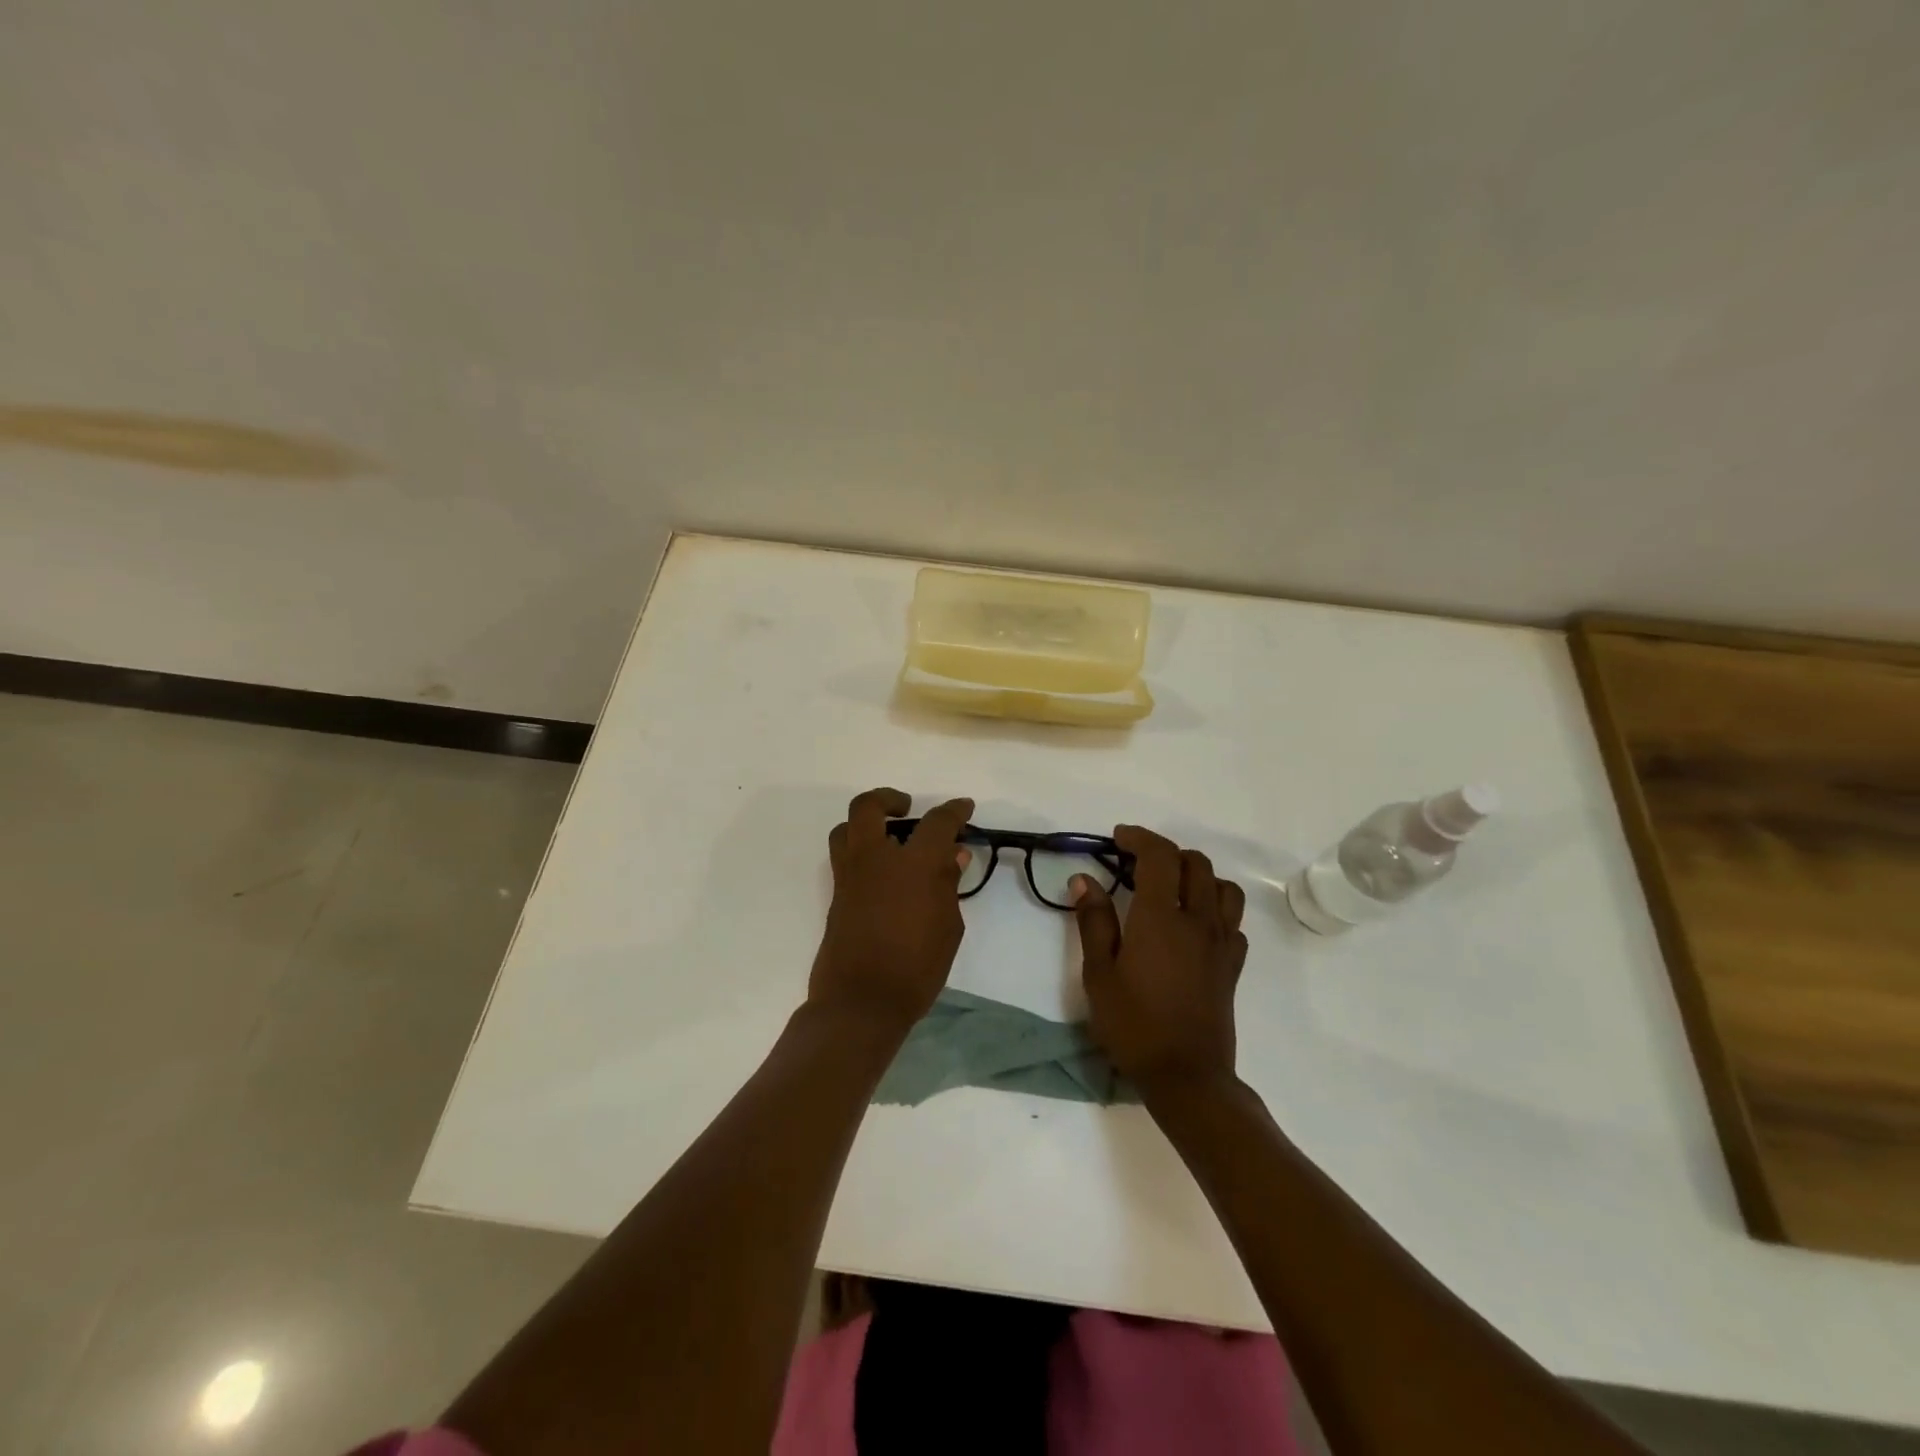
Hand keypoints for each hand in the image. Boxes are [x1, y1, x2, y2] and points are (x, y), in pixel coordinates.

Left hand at [808, 788, 973, 1030]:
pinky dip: (862, 852)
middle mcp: (875, 859)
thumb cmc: (916, 967)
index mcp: (913, 864)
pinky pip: (845, 857)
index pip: (937, 823)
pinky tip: (883, 874)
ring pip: (846, 829)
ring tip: (889, 839)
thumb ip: (948, 885)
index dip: (954, 811)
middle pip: (869, 807)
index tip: (964, 808)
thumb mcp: (948, 926)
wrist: (861, 1002)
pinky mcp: (836, 895)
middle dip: (889, 799)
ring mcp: (850, 876)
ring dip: (866, 824)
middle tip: (907, 809)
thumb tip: (953, 855)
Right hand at [1070, 825, 1247, 1091]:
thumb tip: (1084, 879)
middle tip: (1136, 865)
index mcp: (1160, 918)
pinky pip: (1232, 920)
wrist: (1186, 1077)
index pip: (1159, 855)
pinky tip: (1194, 925)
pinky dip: (1215, 908)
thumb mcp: (1099, 974)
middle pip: (1194, 863)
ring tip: (1170, 889)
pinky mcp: (1233, 964)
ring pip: (1222, 886)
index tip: (1118, 838)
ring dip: (1196, 875)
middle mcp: (1197, 920)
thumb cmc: (1133, 1025)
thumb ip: (1093, 921)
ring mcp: (1221, 942)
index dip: (1139, 837)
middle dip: (1165, 853)